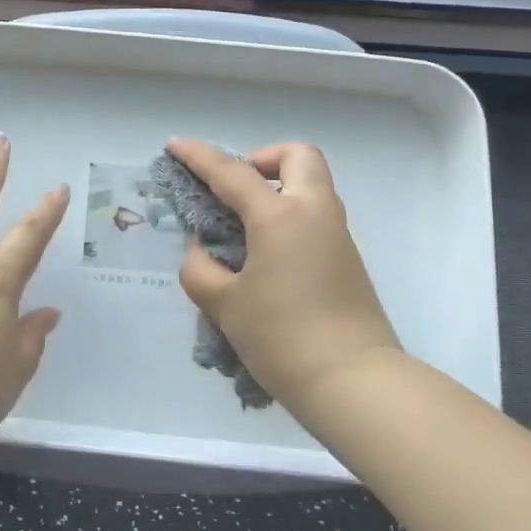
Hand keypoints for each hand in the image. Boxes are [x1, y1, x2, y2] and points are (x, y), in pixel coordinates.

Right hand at [169, 138, 400, 415]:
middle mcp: (314, 212)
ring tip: (243, 224)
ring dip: (278, 187)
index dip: (199, 156)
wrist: (355, 383)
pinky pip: (315, 214)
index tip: (174, 146)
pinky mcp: (347, 259)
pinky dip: (289, 214)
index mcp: (280, 217)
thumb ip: (200, 269)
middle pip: (297, 156)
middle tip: (235, 190)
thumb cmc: (283, 338)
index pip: (232, 173)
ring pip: (311, 184)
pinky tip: (265, 253)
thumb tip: (201, 251)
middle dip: (263, 159)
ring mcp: (337, 235)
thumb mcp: (225, 305)